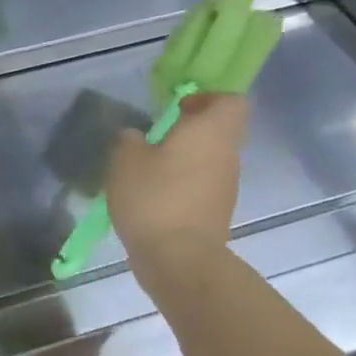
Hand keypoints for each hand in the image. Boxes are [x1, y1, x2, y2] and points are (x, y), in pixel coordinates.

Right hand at [107, 92, 247, 268]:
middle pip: (220, 130)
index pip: (231, 101)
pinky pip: (202, 184)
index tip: (177, 107)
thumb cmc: (153, 198)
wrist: (178, 258)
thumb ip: (130, 141)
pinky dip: (182, 183)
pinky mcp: (216, 210)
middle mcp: (227, 154)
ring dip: (184, 158)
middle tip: (154, 137)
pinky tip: (152, 196)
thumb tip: (136, 137)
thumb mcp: (125, 161)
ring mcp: (226, 185)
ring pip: (210, 158)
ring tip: (147, 169)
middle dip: (190, 130)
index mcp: (211, 132)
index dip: (207, 98)